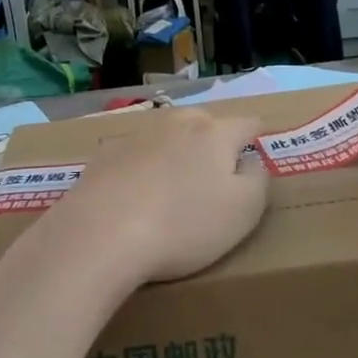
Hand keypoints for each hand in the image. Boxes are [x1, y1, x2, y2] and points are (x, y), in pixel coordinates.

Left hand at [34, 109, 270, 287]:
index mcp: (215, 133)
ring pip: (167, 136)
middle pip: (205, 123)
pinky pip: (135, 156)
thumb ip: (257, 180)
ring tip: (175, 184)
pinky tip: (136, 195)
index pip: (248, 123)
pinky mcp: (104, 155)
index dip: (257, 137)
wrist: (100, 234)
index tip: (258, 152)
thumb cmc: (183, 225)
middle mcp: (176, 123)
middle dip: (215, 141)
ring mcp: (136, 136)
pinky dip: (142, 168)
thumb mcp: (243, 211)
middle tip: (218, 173)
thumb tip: (251, 162)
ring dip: (176, 153)